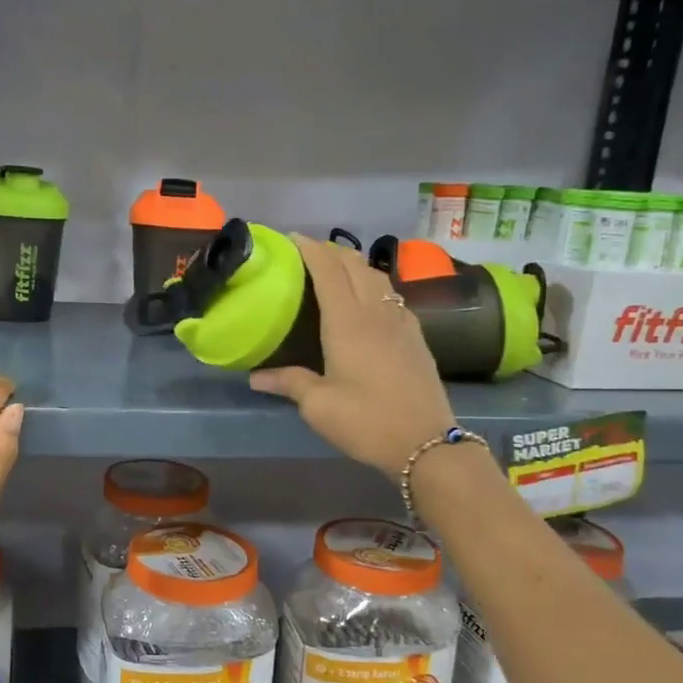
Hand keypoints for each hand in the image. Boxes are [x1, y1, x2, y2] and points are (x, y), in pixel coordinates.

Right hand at [249, 235, 455, 478]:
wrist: (427, 443)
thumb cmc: (366, 421)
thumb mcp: (319, 406)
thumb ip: (289, 383)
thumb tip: (256, 377)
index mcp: (348, 323)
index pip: (329, 271)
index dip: (311, 250)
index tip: (293, 238)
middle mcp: (376, 313)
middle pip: (355, 266)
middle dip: (332, 251)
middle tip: (309, 251)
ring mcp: (401, 323)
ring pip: (377, 277)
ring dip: (355, 264)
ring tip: (337, 268)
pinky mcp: (416, 337)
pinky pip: (391, 296)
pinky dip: (373, 284)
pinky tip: (368, 299)